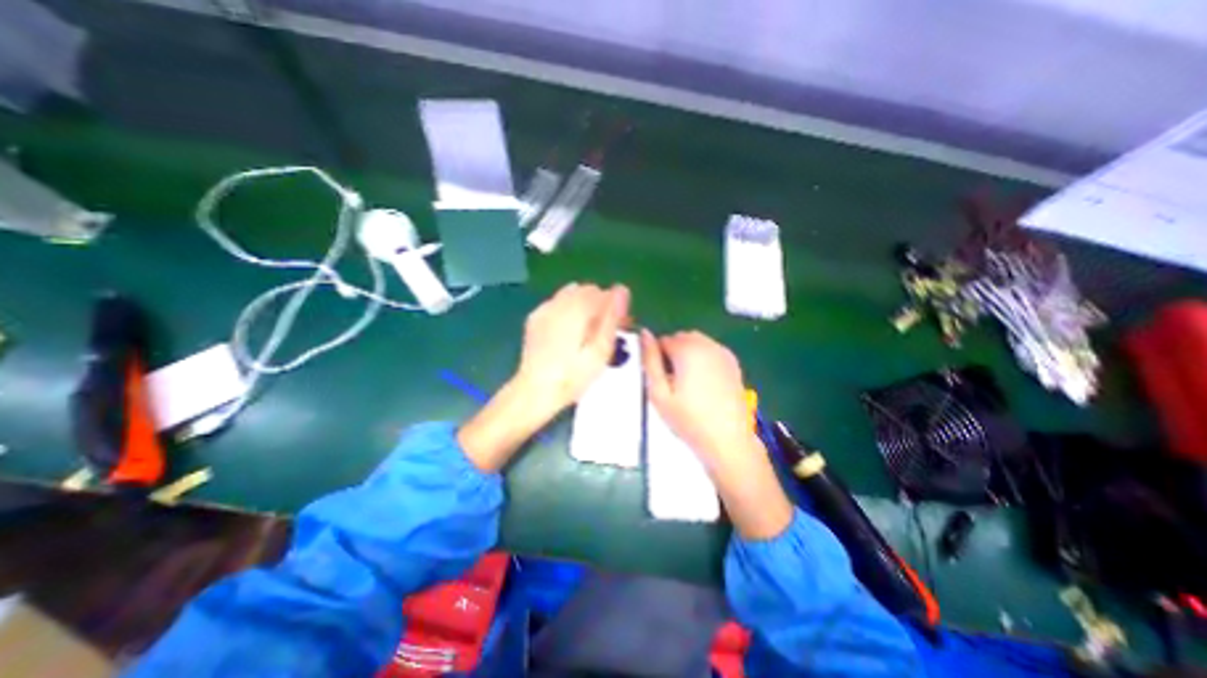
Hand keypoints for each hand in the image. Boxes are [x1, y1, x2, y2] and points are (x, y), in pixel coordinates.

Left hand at [516, 281, 633, 412]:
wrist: (535, 390)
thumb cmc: (573, 376)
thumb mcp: (599, 351)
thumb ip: (611, 318)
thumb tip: (622, 289)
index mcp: (576, 309)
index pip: (602, 293)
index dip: (615, 306)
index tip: (622, 324)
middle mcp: (558, 302)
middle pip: (587, 291)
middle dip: (600, 304)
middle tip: (607, 329)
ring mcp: (544, 309)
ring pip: (572, 294)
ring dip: (585, 306)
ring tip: (589, 329)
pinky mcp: (535, 318)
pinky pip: (557, 303)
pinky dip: (568, 310)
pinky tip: (569, 331)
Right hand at [640, 329, 793, 539]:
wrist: (728, 440)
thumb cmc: (688, 420)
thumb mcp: (659, 392)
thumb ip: (649, 360)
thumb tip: (644, 333)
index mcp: (687, 349)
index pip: (663, 340)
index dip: (658, 360)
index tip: (662, 381)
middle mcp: (707, 344)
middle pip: (681, 338)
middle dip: (673, 354)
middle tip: (674, 384)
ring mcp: (723, 352)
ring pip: (696, 343)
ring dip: (688, 355)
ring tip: (689, 384)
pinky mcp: (733, 362)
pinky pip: (711, 351)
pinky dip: (703, 359)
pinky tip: (705, 383)